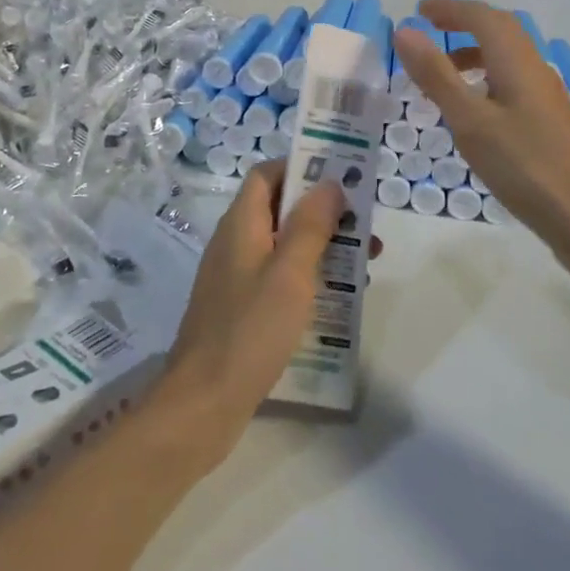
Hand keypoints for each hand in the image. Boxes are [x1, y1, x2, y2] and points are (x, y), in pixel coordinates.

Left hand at [158, 161, 378, 470]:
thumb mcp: (290, 273)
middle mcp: (235, 243)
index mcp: (241, 224)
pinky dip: (308, 277)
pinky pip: (278, 277)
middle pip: (279, 209)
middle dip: (323, 212)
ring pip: (283, 246)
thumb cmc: (250, 329)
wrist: (204, 402)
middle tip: (364, 226)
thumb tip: (329, 182)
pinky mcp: (241, 308)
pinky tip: (338, 299)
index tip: (340, 177)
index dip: (300, 168)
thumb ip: (311, 225)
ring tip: (366, 263)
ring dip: (322, 247)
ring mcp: (236, 278)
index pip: (267, 175)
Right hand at [393, 0, 569, 256]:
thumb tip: (405, 32)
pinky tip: (474, 106)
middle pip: (500, 30)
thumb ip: (436, 75)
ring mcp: (545, 95)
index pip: (483, 17)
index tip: (419, 11)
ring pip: (508, 56)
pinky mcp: (548, 120)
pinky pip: (512, 79)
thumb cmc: (523, 166)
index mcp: (517, 62)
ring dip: (475, 50)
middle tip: (430, 26)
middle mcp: (535, 69)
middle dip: (464, 21)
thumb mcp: (470, 120)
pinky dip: (486, 76)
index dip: (450, 8)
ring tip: (443, 68)